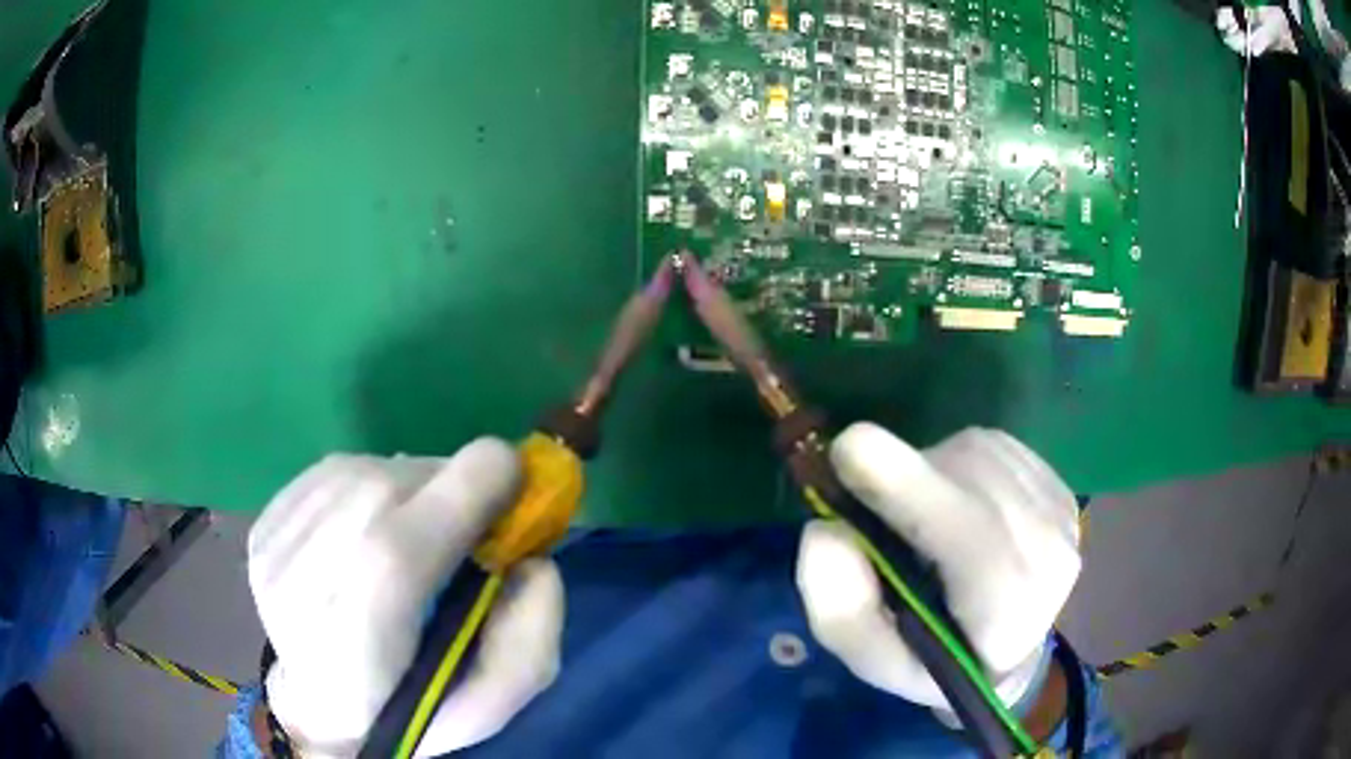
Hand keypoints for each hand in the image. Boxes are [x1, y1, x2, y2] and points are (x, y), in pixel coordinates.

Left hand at [248, 439, 563, 757]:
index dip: (458, 497)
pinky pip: (335, 472)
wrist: (319, 702)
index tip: (511, 473)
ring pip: (361, 472)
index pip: (392, 557)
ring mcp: (272, 553)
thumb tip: (534, 558)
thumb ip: (527, 641)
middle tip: (473, 513)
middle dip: (445, 487)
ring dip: (410, 484)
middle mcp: (298, 595)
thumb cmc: (409, 708)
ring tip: (423, 524)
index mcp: (355, 661)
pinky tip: (377, 522)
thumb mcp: (491, 703)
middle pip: (380, 496)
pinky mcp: (262, 525)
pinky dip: (373, 482)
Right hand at [796, 423, 1080, 712]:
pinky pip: (994, 447)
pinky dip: (958, 463)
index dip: (913, 490)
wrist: (1006, 654)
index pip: (971, 544)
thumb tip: (825, 530)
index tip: (850, 450)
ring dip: (931, 471)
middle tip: (872, 502)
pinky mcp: (1061, 487)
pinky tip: (957, 501)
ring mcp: (1062, 516)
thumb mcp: (871, 658)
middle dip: (907, 480)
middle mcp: (1049, 558)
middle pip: (967, 484)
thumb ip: (842, 610)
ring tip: (923, 517)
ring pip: (978, 455)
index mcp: (1003, 617)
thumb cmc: (932, 659)